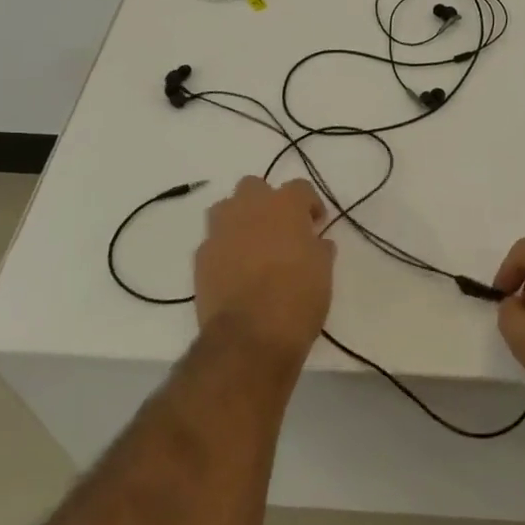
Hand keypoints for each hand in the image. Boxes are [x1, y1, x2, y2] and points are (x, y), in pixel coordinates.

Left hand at [195, 177, 334, 364]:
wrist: (249, 336)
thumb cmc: (297, 299)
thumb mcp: (323, 273)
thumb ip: (319, 249)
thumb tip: (317, 243)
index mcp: (285, 206)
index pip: (300, 188)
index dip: (309, 204)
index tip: (315, 224)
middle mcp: (250, 208)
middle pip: (254, 187)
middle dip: (266, 202)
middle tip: (279, 228)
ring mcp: (220, 231)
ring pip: (226, 208)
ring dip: (239, 218)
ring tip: (252, 244)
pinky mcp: (201, 256)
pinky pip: (213, 241)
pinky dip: (224, 249)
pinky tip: (234, 271)